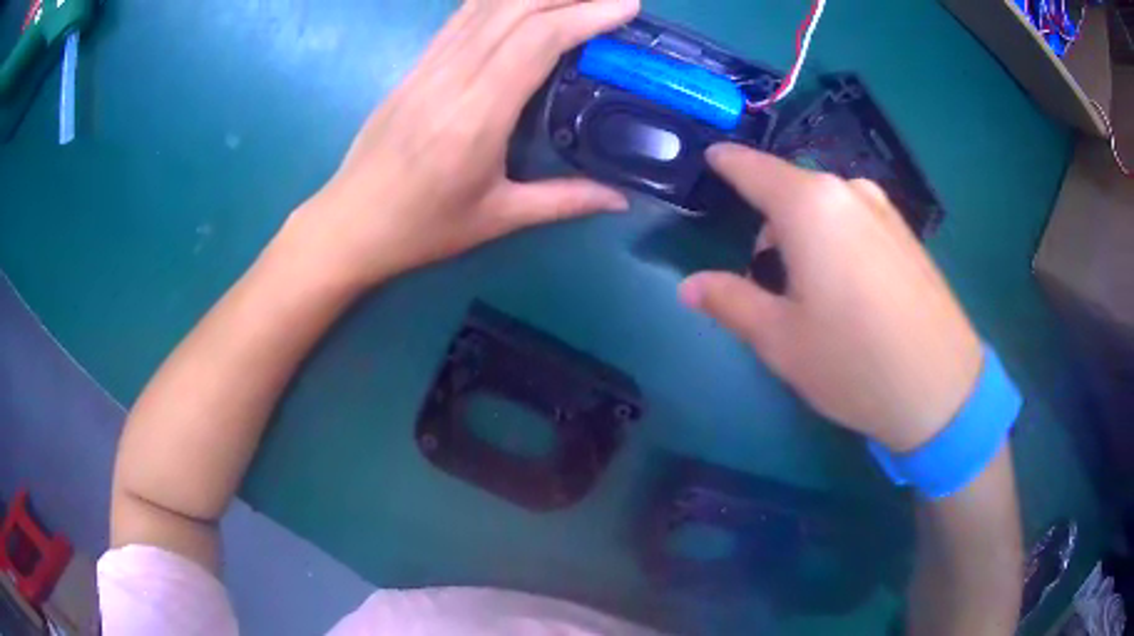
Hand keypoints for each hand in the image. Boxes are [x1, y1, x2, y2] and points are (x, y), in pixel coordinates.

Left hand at [278, 0, 638, 289]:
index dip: (585, 15)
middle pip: (514, 9)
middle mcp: (451, 77)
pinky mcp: (415, 66)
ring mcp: (428, 66)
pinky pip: (461, 17)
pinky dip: (498, 0)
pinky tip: (523, 1)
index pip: (536, 41)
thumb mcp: (497, 218)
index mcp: (476, 116)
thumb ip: (564, 201)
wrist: (349, 224)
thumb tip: (620, 198)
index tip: (627, 7)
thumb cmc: (421, 228)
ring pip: (486, 5)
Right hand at [680, 145, 982, 452]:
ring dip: (804, 235)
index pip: (752, 168)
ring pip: (824, 208)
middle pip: (790, 193)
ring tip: (812, 294)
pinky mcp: (906, 233)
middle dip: (769, 225)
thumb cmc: (853, 362)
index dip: (726, 163)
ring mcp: (884, 210)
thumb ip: (730, 301)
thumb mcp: (780, 340)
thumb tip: (688, 286)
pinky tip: (849, 292)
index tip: (710, 160)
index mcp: (809, 206)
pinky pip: (854, 221)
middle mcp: (848, 192)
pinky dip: (836, 241)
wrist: (942, 389)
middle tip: (766, 280)